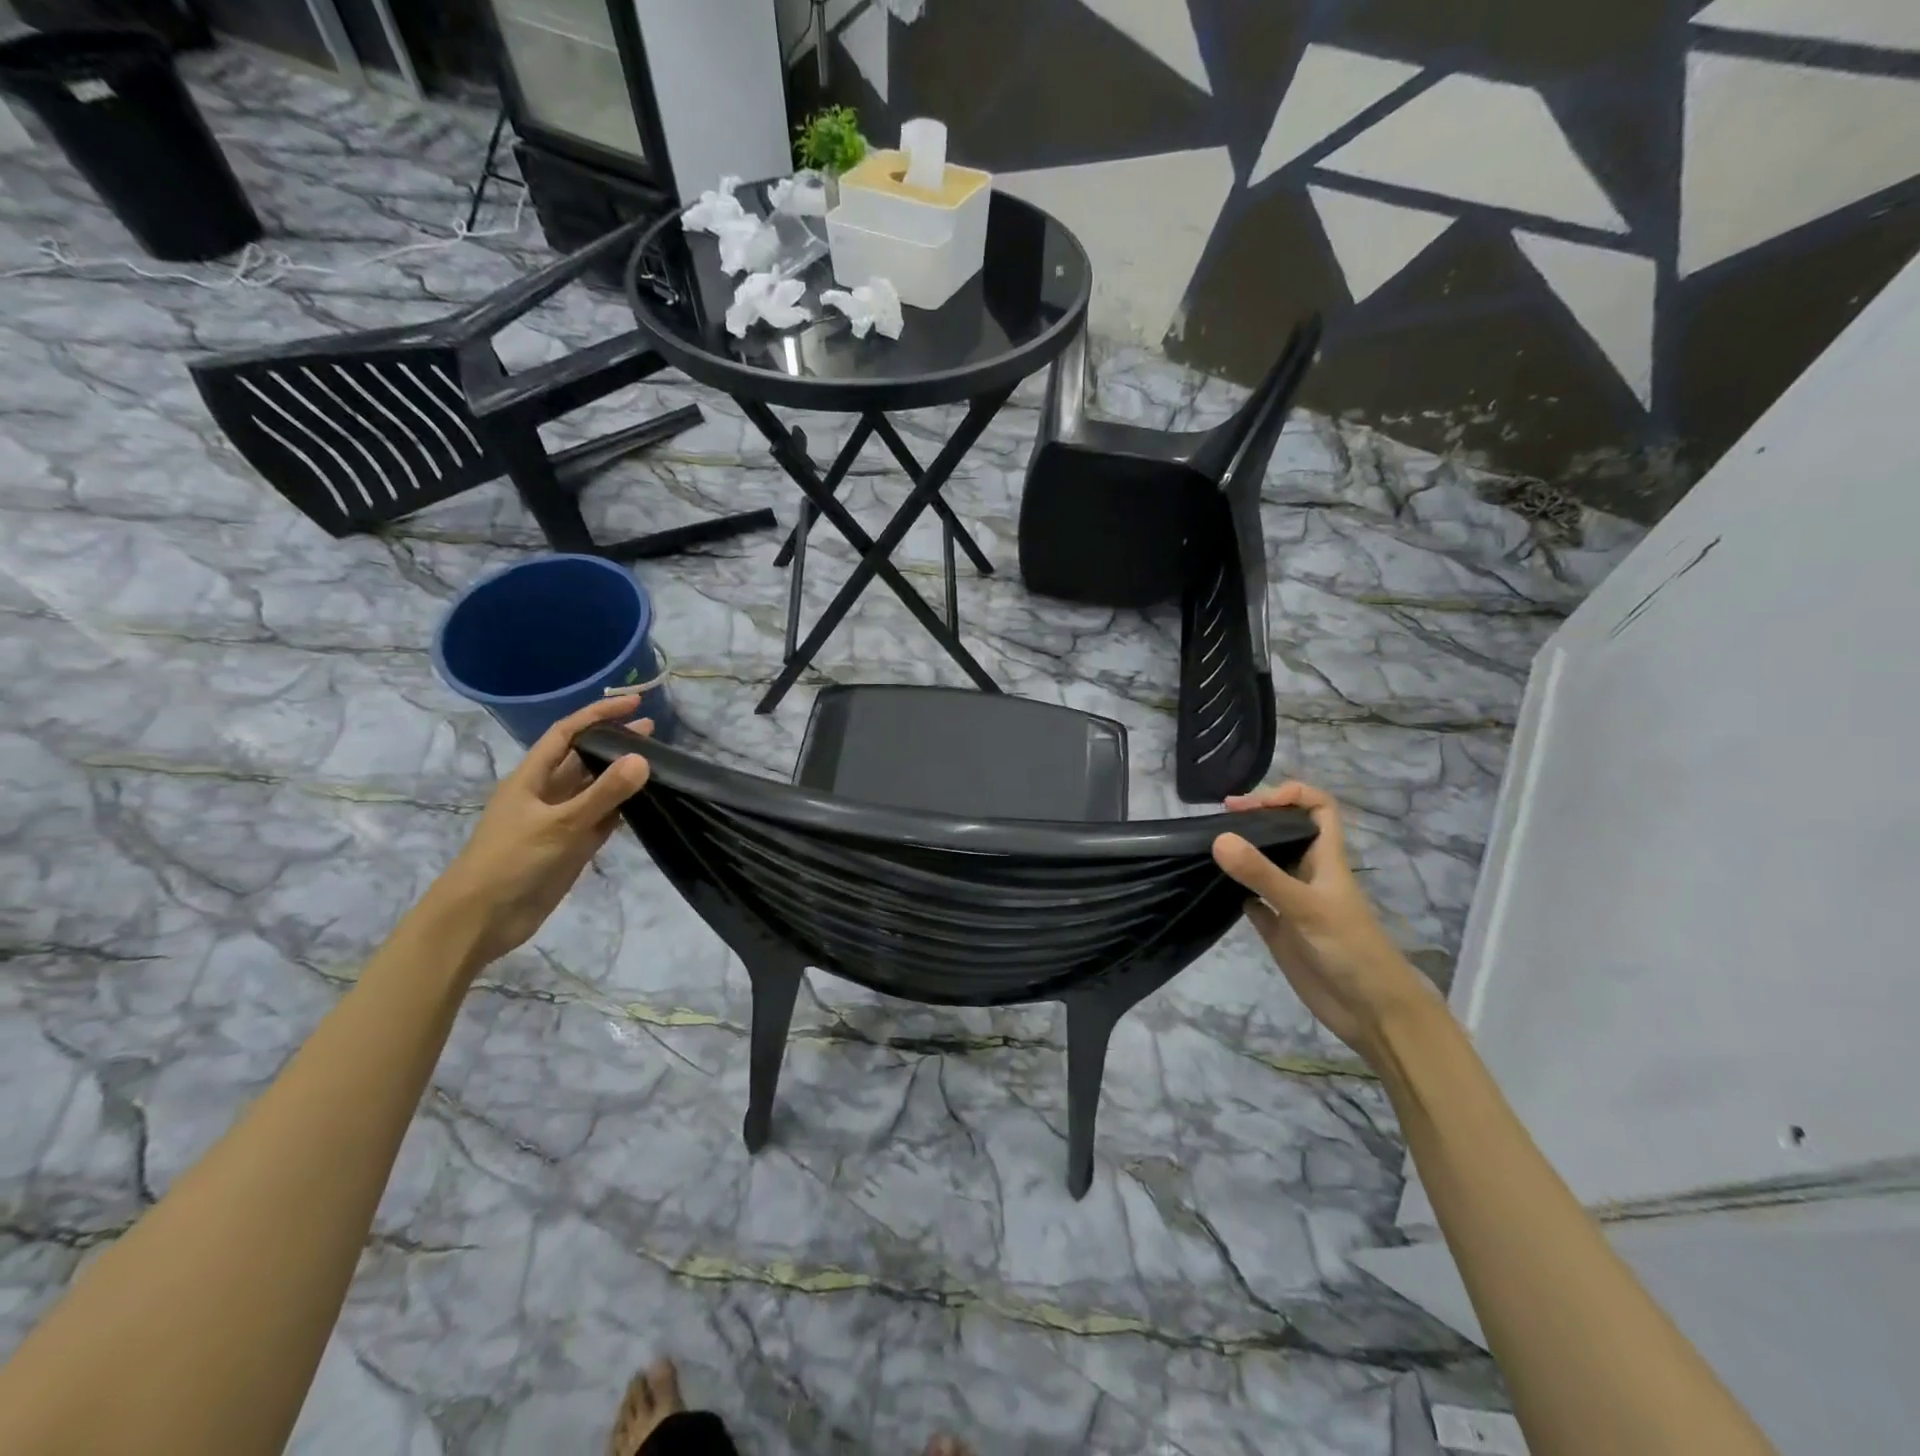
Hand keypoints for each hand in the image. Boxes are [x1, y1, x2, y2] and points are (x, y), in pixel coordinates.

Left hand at [426, 696, 653, 968]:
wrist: (480, 920)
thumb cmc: (511, 862)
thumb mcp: (560, 824)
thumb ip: (603, 793)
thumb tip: (642, 758)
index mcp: (532, 777)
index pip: (568, 733)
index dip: (599, 714)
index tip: (635, 703)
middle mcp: (546, 793)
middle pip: (584, 758)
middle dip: (615, 742)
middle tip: (653, 732)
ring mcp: (559, 821)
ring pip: (596, 789)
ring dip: (622, 776)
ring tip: (657, 763)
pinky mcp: (570, 846)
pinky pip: (601, 819)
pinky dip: (622, 809)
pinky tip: (645, 803)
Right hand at [1211, 781, 1440, 1063]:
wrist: (1371, 1012)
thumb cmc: (1349, 950)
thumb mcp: (1305, 907)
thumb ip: (1262, 874)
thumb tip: (1219, 837)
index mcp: (1325, 859)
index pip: (1317, 808)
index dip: (1290, 795)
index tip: (1251, 803)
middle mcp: (1308, 874)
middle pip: (1285, 832)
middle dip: (1256, 819)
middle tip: (1217, 819)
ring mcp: (1292, 902)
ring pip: (1265, 865)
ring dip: (1242, 853)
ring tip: (1208, 845)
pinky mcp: (1280, 930)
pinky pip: (1253, 901)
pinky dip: (1235, 892)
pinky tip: (1214, 889)